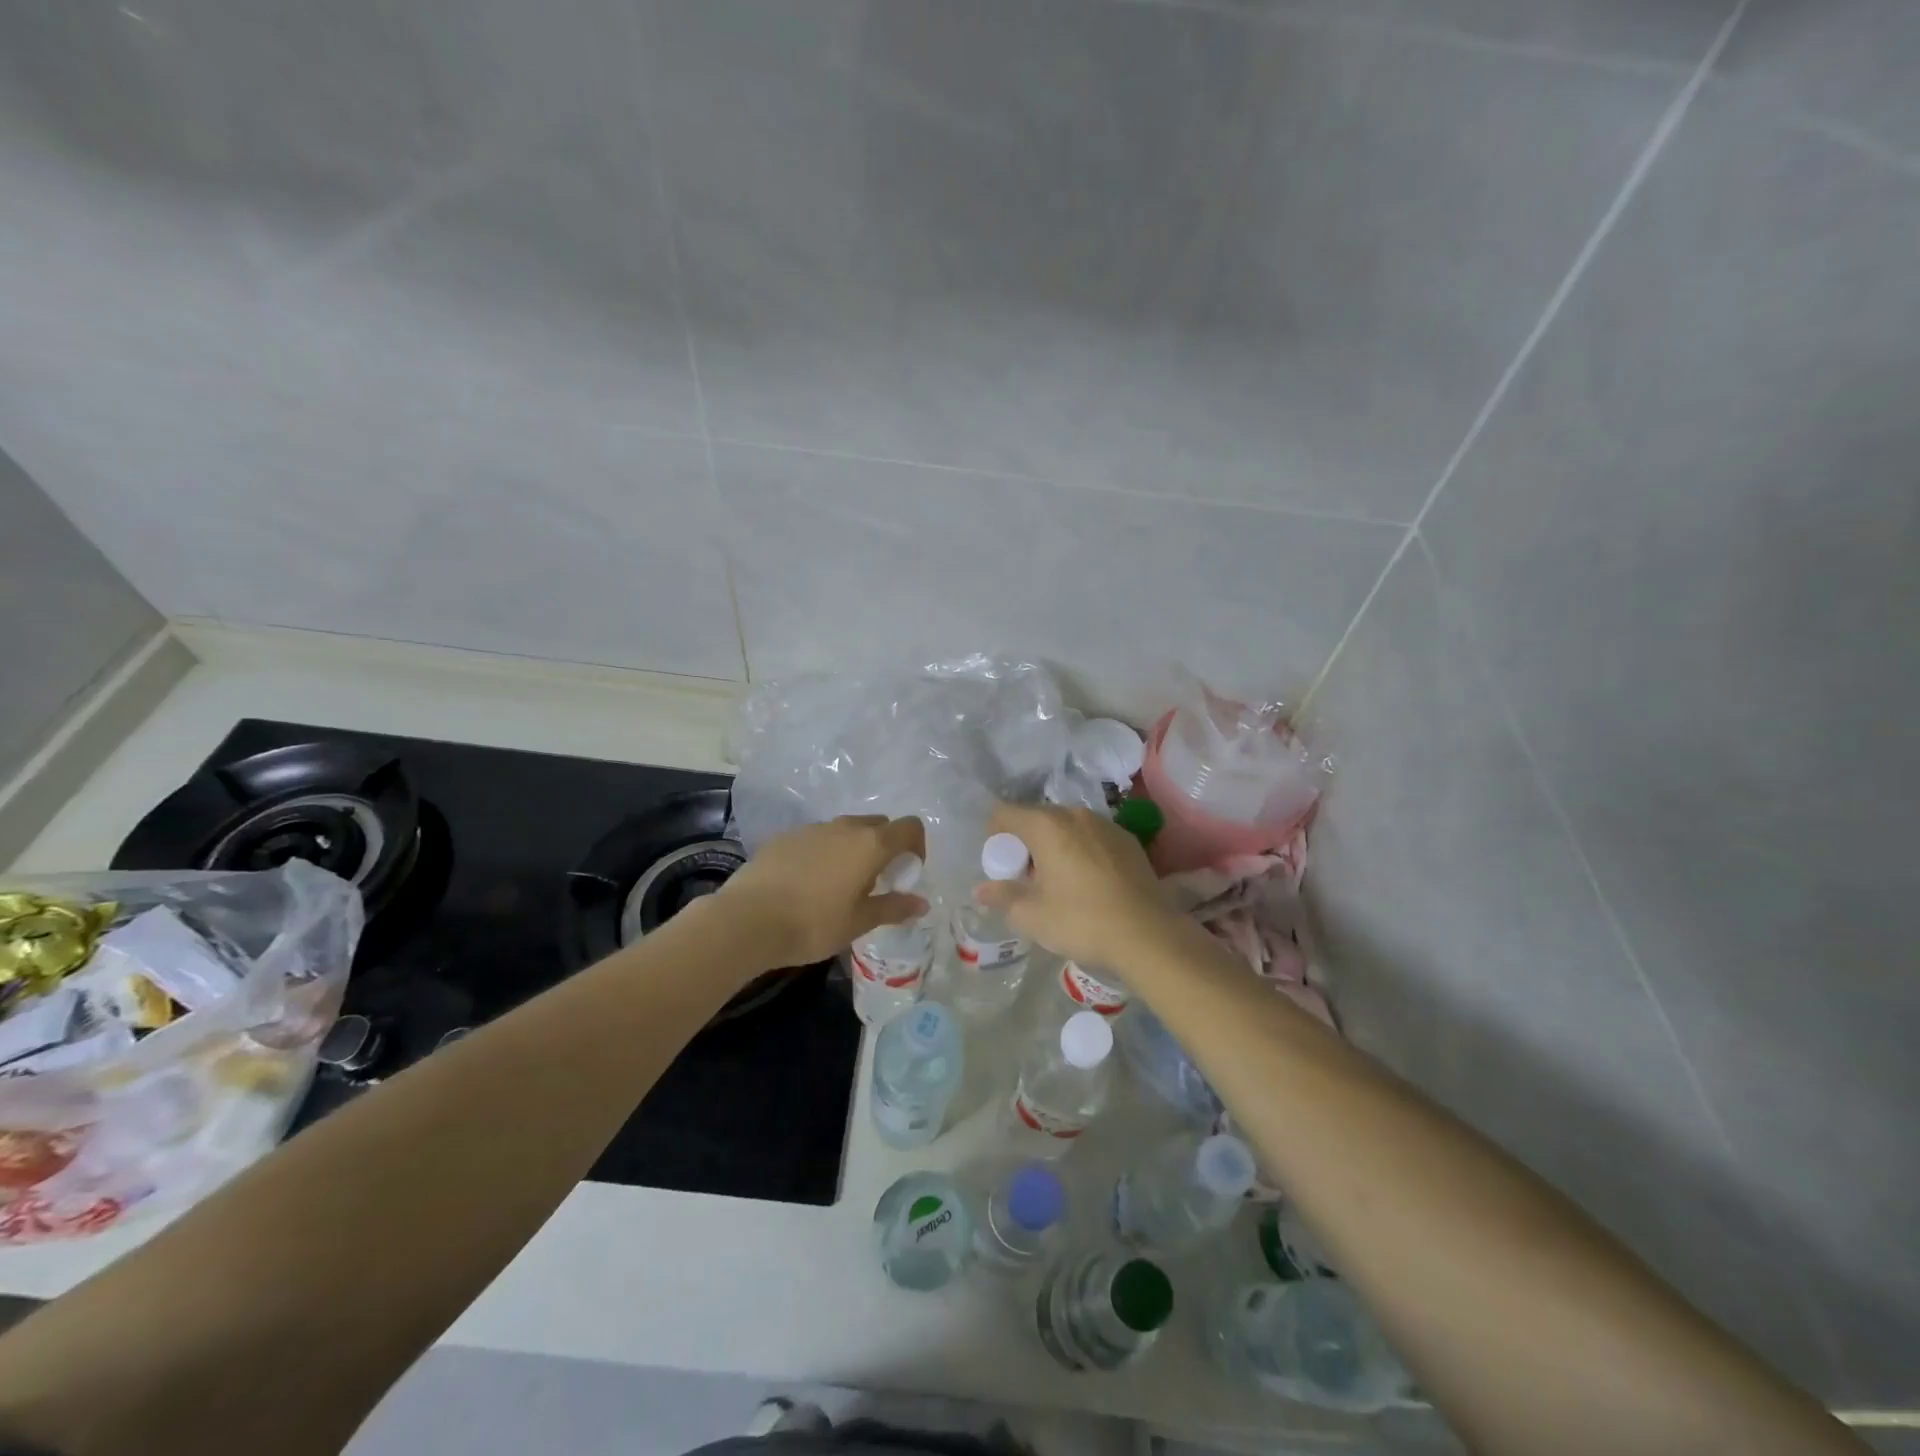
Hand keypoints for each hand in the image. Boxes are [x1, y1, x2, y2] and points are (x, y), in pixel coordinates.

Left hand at [716, 815, 928, 971]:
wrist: (748, 920)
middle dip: (886, 846)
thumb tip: (921, 903)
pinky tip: (808, 884)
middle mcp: (845, 827)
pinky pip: (818, 838)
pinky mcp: (786, 836)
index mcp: (871, 844)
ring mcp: (813, 828)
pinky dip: (824, 852)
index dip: (917, 846)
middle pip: (879, 824)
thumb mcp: (859, 922)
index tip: (907, 873)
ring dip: (853, 849)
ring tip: (840, 885)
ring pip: (846, 830)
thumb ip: (893, 907)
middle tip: (876, 881)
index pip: (910, 827)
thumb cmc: (813, 924)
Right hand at [974, 802, 1177, 970]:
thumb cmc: (1082, 922)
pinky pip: (1091, 837)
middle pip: (1036, 818)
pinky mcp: (1128, 839)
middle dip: (1025, 843)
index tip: (1001, 866)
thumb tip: (980, 890)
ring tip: (1059, 882)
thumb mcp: (1032, 916)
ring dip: (1054, 846)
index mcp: (1047, 826)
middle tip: (1027, 879)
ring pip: (1066, 827)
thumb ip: (1002, 896)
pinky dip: (1081, 850)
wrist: (1149, 935)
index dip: (994, 836)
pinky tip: (1089, 883)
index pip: (1005, 813)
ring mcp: (1105, 824)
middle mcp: (1075, 815)